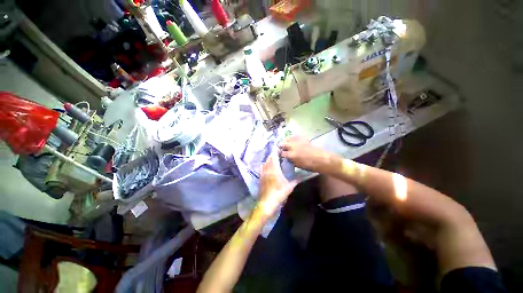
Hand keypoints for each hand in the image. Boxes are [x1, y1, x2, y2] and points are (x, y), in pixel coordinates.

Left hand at [256, 152, 297, 219]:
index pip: (274, 157)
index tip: (278, 148)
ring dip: (268, 159)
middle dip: (273, 155)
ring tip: (273, 160)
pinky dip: (265, 165)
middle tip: (278, 154)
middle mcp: (267, 169)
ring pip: (264, 163)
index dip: (275, 151)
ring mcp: (262, 173)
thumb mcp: (289, 188)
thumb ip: (295, 181)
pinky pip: (261, 168)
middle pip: (269, 159)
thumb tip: (301, 177)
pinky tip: (267, 167)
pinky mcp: (260, 178)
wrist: (267, 203)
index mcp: (274, 170)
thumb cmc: (279, 194)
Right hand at [279, 136, 333, 173]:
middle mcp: (293, 147)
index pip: (282, 153)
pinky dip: (292, 138)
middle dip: (280, 146)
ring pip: (288, 138)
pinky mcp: (303, 138)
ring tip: (285, 143)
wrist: (321, 159)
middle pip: (283, 144)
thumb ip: (291, 161)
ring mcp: (298, 142)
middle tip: (280, 148)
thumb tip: (287, 158)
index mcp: (291, 155)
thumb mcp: (298, 165)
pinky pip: (295, 136)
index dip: (279, 154)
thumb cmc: (310, 165)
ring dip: (285, 141)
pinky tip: (292, 140)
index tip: (279, 154)